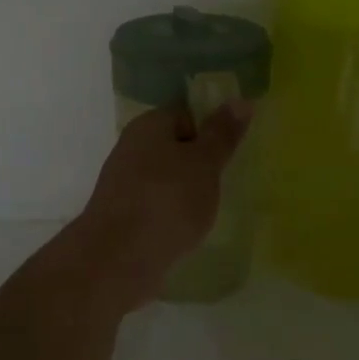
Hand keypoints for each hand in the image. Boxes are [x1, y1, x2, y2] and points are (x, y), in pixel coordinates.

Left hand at [75, 102, 253, 304]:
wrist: (118, 259)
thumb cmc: (167, 201)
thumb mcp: (204, 164)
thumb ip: (222, 134)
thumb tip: (240, 99)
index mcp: (148, 125)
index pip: (185, 113)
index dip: (210, 130)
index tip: (231, 152)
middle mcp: (131, 147)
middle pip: (174, 145)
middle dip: (200, 162)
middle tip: (225, 181)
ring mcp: (123, 182)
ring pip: (165, 177)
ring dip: (186, 190)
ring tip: (209, 209)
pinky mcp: (123, 215)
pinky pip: (156, 204)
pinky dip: (172, 213)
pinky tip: (186, 230)